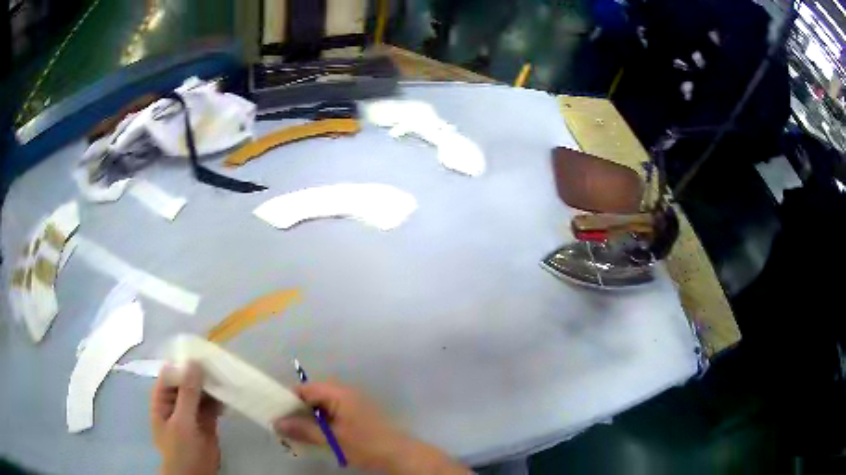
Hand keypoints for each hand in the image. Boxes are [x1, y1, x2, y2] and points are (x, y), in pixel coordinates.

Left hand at [151, 362, 222, 474]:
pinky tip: (228, 396)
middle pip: (188, 380)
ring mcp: (192, 411)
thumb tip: (193, 363)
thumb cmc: (179, 448)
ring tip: (227, 378)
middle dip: (201, 373)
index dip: (184, 363)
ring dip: (212, 386)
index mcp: (163, 398)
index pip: (171, 373)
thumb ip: (187, 394)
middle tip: (219, 365)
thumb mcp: (181, 421)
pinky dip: (220, 399)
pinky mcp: (206, 421)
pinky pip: (212, 405)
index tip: (202, 354)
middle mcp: (176, 401)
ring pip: (201, 392)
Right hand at [274, 381, 468, 474]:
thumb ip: (303, 430)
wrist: (401, 455)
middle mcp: (344, 393)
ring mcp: (351, 403)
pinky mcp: (356, 414)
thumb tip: (275, 422)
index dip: (288, 400)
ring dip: (308, 418)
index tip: (275, 414)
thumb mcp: (331, 439)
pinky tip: (315, 436)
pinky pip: (331, 413)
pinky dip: (320, 423)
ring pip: (321, 406)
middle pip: (312, 396)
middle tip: (284, 427)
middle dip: (297, 410)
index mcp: (338, 393)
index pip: (304, 389)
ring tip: (296, 433)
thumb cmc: (366, 445)